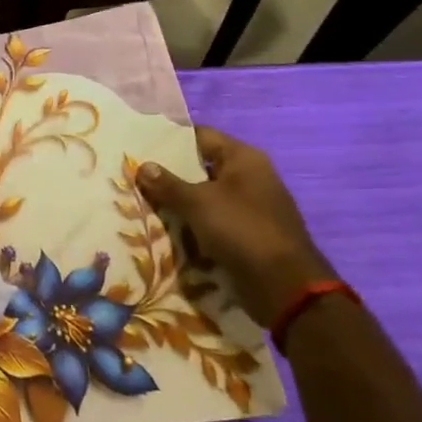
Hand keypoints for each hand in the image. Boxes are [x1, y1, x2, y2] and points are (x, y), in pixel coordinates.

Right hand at [137, 127, 332, 327]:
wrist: (284, 285)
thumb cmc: (241, 230)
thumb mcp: (197, 203)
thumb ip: (167, 183)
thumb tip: (142, 165)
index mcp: (244, 158)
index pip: (201, 136)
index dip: (171, 139)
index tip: (142, 146)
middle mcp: (251, 176)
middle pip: (202, 166)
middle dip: (172, 173)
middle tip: (137, 176)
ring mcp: (252, 205)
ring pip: (207, 194)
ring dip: (181, 200)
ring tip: (146, 201)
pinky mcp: (250, 231)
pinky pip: (215, 218)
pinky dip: (195, 221)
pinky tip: (169, 227)